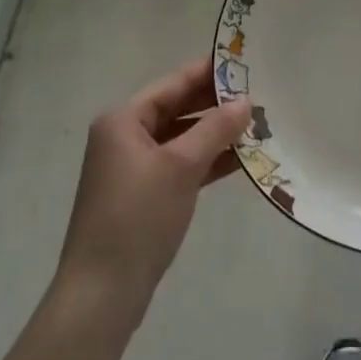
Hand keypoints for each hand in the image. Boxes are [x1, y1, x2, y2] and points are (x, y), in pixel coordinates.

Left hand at [56, 59, 250, 330]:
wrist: (101, 297)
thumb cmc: (138, 218)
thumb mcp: (181, 167)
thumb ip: (215, 128)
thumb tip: (246, 100)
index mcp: (123, 120)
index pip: (173, 84)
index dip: (208, 72)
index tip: (245, 62)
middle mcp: (124, 138)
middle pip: (177, 109)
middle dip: (215, 104)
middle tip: (259, 93)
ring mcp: (133, 169)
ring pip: (182, 139)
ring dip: (215, 134)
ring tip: (258, 124)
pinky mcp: (144, 197)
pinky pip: (180, 166)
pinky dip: (207, 161)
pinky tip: (240, 159)